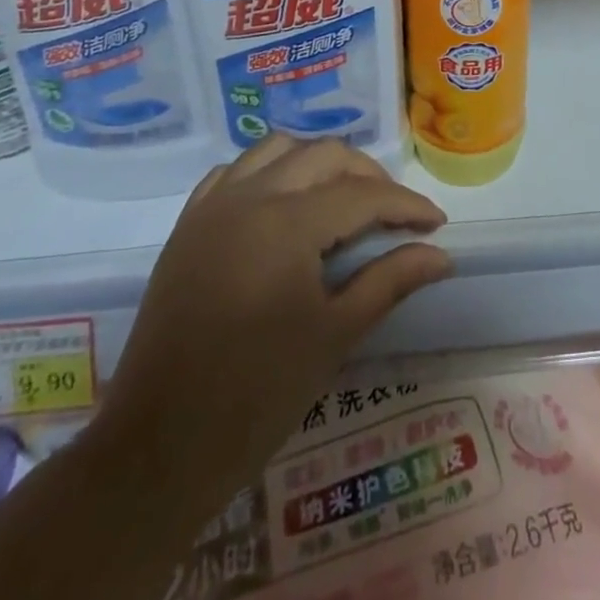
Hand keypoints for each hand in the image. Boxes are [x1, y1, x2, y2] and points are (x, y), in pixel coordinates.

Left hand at [93, 136, 452, 490]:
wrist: (157, 449)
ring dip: (318, 164)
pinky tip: (284, 204)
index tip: (437, 223)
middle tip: (393, 216)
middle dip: (368, 177)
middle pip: (324, 156)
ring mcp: (212, 206)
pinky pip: (235, 172)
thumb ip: (390, 281)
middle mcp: (248, 197)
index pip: (362, 195)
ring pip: (278, 150)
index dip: (406, 206)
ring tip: (343, 200)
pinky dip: (270, 173)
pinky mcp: (188, 225)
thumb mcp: (335, 336)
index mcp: (286, 223)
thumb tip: (442, 255)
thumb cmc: (256, 396)